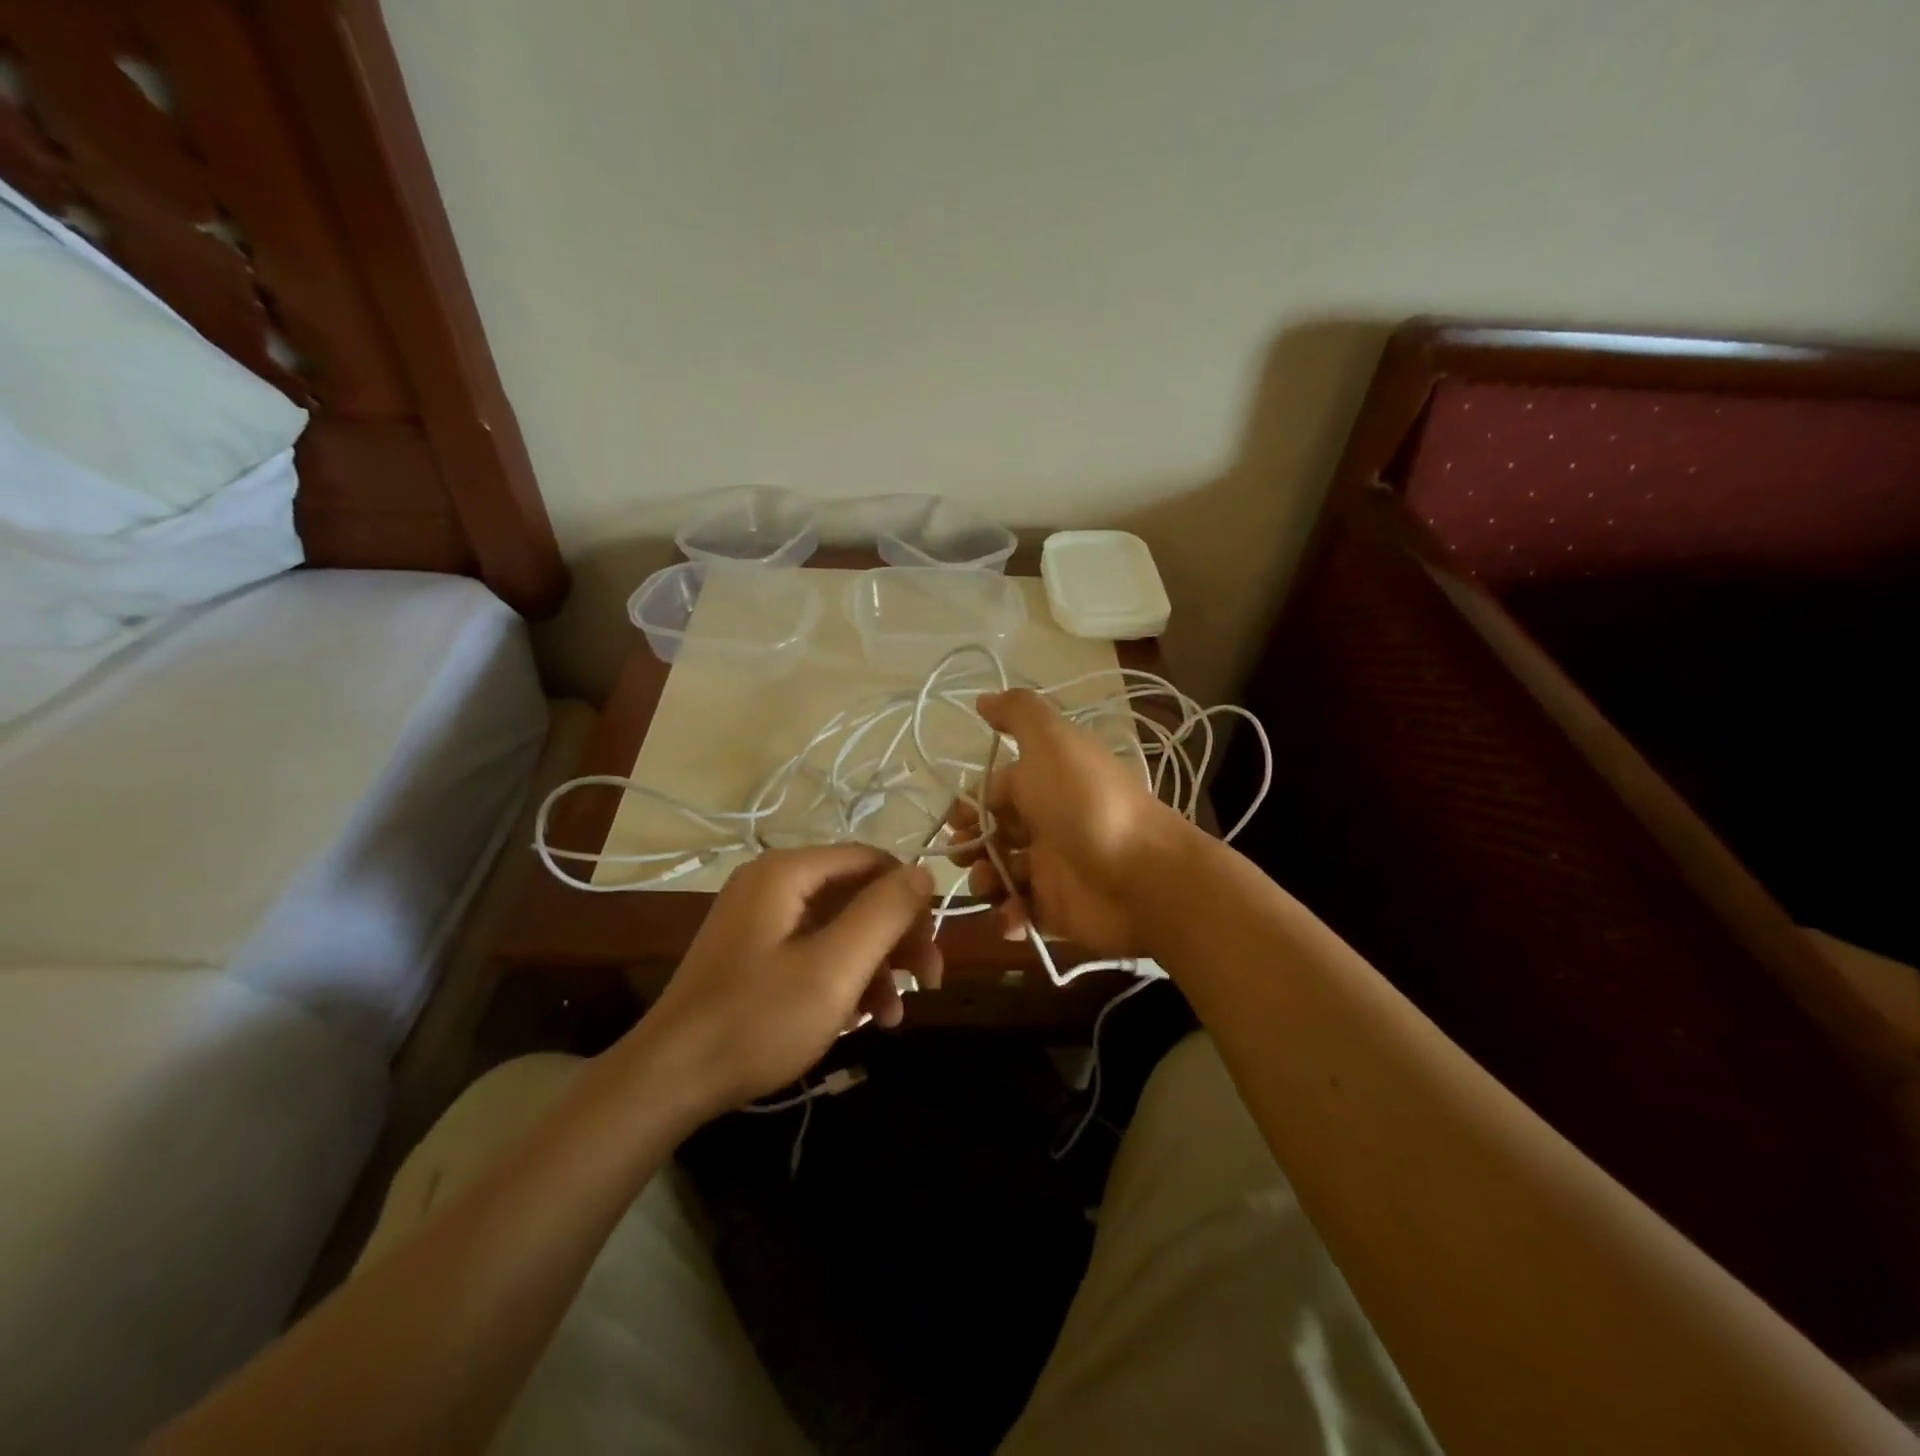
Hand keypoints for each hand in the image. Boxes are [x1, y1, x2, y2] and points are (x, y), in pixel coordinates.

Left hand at [640, 845, 939, 1111]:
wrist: (669, 1081)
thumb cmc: (758, 1020)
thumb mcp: (834, 968)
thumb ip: (884, 913)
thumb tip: (923, 872)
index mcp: (787, 872)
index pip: (870, 860)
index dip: (909, 896)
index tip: (933, 945)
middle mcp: (774, 884)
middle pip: (857, 894)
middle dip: (897, 937)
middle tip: (928, 981)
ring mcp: (762, 920)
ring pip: (840, 927)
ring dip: (876, 965)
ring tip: (893, 1015)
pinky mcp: (757, 953)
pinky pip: (815, 950)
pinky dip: (845, 978)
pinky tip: (863, 1019)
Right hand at [945, 689, 1197, 954]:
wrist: (1143, 877)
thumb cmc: (1086, 804)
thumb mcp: (1052, 742)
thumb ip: (1019, 713)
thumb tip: (983, 698)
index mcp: (1045, 783)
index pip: (995, 790)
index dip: (970, 804)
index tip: (957, 820)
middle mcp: (1048, 822)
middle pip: (993, 833)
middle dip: (970, 845)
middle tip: (964, 855)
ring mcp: (1055, 868)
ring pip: (1002, 874)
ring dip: (984, 881)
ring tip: (990, 887)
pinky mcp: (1060, 909)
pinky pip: (1022, 913)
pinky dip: (1010, 917)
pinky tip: (1011, 917)